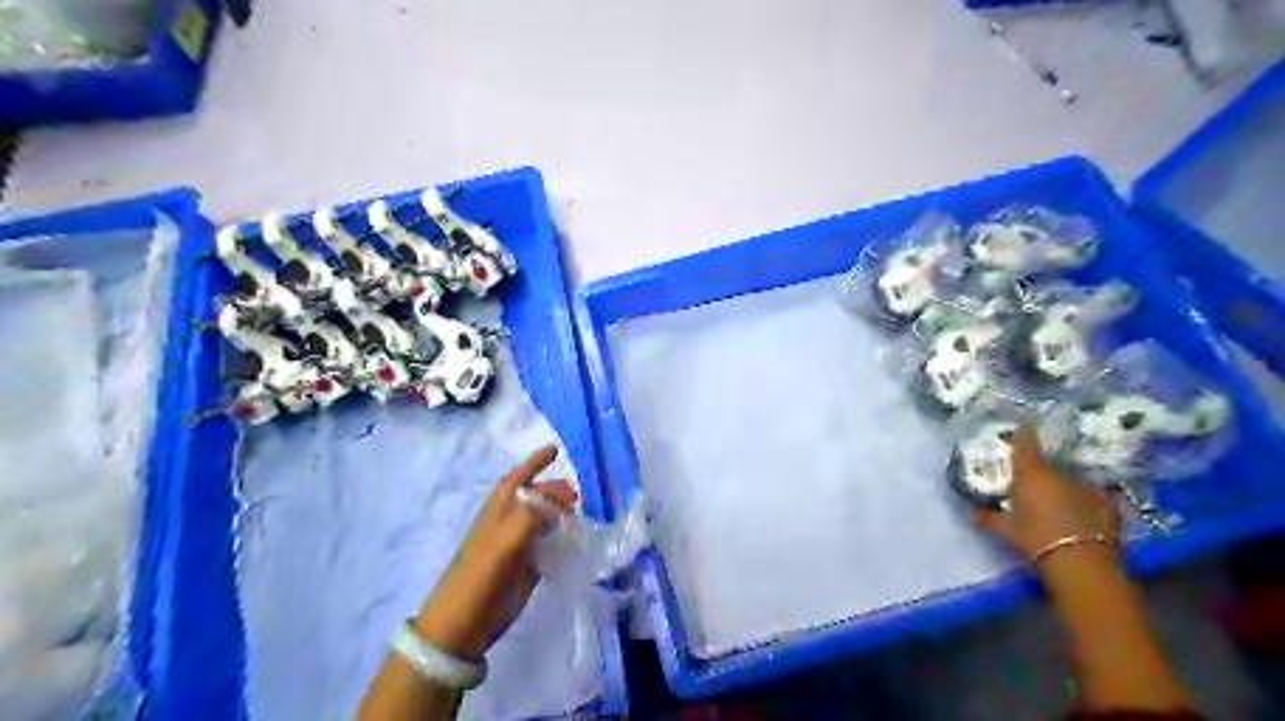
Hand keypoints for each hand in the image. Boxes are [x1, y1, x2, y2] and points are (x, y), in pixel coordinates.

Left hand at [410, 446, 577, 658]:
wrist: (464, 624)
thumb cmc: (480, 575)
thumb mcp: (505, 540)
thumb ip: (532, 514)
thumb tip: (559, 500)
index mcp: (500, 509)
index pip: (519, 477)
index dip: (535, 462)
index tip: (555, 449)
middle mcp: (509, 522)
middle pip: (536, 497)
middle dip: (556, 490)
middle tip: (579, 495)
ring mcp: (519, 545)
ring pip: (545, 520)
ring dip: (562, 514)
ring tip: (582, 515)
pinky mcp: (528, 567)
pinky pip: (550, 545)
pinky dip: (564, 539)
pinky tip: (578, 541)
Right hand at [981, 426, 1121, 559]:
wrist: (1083, 564)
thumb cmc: (1035, 540)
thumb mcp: (1005, 530)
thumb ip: (989, 517)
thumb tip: (975, 512)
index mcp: (1032, 473)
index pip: (1025, 442)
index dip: (1022, 432)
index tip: (1021, 424)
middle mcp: (1060, 474)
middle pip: (1049, 463)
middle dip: (1042, 469)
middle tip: (1034, 480)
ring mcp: (1088, 488)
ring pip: (1071, 480)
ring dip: (1065, 486)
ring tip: (1059, 499)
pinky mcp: (1110, 506)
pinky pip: (1094, 497)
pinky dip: (1087, 502)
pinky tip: (1083, 513)